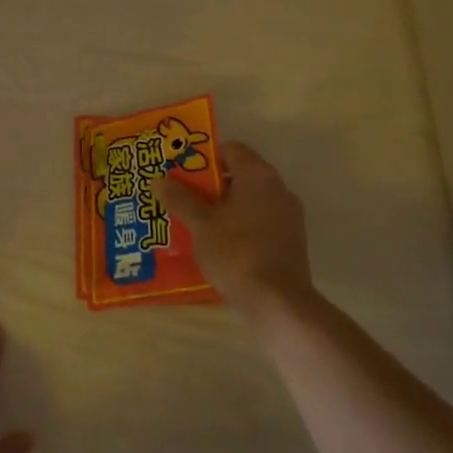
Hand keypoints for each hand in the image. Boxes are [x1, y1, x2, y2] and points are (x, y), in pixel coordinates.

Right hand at [153, 141, 313, 318]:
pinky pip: (262, 221)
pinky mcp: (293, 241)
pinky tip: (222, 245)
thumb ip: (180, 198)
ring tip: (199, 224)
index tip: (184, 174)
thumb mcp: (200, 224)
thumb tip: (160, 179)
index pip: (231, 149)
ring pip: (251, 200)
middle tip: (185, 198)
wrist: (278, 303)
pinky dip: (242, 225)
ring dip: (227, 207)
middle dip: (212, 185)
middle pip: (241, 174)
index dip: (205, 158)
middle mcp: (279, 188)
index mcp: (258, 175)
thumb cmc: (236, 253)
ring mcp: (289, 215)